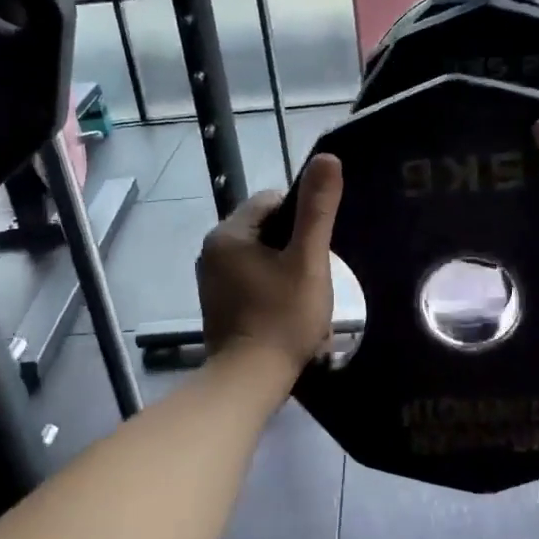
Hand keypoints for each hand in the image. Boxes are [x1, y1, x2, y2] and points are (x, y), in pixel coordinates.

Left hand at [197, 154, 344, 374]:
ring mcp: (212, 280)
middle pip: (266, 229)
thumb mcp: (307, 260)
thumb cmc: (282, 318)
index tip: (320, 246)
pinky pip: (251, 280)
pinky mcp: (217, 304)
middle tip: (316, 274)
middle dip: (295, 246)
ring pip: (260, 256)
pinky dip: (271, 288)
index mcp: (228, 234)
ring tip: (305, 296)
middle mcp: (212, 251)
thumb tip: (327, 157)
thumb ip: (317, 209)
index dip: (303, 217)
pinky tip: (286, 311)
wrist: (249, 381)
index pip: (272, 201)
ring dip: (285, 269)